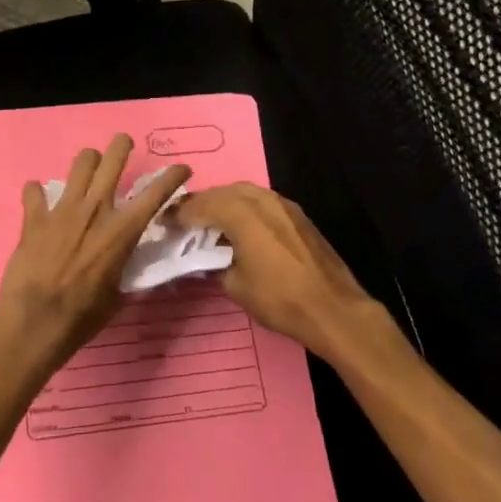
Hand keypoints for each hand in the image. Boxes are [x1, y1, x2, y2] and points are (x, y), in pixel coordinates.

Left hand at [0, 135, 190, 370]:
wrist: (36, 321)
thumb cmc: (83, 316)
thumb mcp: (118, 294)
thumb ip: (123, 267)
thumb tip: (125, 261)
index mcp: (122, 230)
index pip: (156, 193)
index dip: (173, 176)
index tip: (182, 167)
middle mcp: (95, 210)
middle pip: (112, 160)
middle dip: (121, 146)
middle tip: (123, 144)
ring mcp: (62, 210)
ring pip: (78, 164)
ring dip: (86, 161)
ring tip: (87, 167)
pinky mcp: (34, 217)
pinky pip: (34, 191)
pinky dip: (37, 193)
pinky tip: (38, 201)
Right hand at [174, 182, 395, 369]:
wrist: (334, 309)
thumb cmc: (280, 299)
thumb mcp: (235, 286)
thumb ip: (216, 263)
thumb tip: (209, 257)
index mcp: (241, 214)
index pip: (201, 206)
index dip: (180, 214)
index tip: (166, 223)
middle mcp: (262, 200)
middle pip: (223, 192)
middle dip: (202, 203)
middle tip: (186, 219)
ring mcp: (284, 205)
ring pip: (245, 192)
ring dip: (224, 201)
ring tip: (211, 221)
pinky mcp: (298, 216)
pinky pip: (263, 201)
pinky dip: (245, 207)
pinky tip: (241, 226)